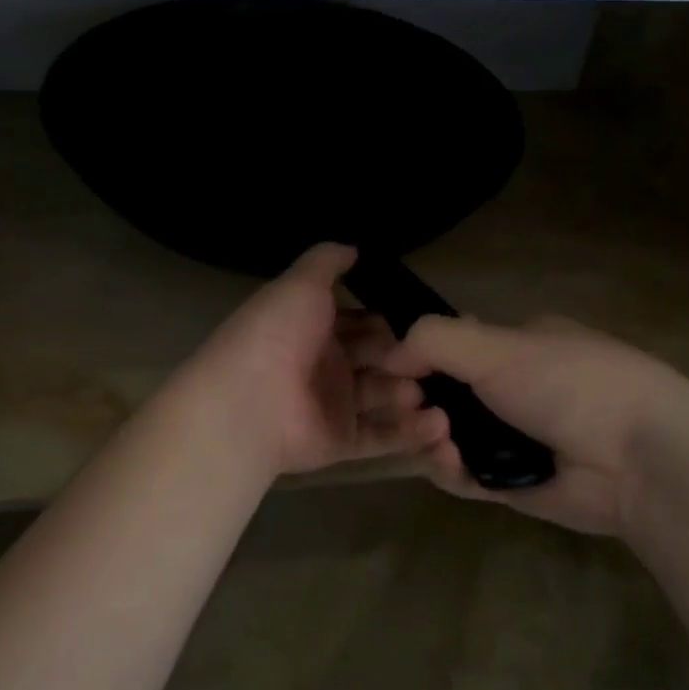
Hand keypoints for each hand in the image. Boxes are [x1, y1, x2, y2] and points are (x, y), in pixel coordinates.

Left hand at [188, 244, 449, 476]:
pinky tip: (440, 426)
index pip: (361, 324)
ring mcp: (333, 406)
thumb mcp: (300, 284)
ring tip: (430, 393)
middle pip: (376, 361)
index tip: (422, 324)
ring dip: (410, 395)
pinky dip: (410, 433)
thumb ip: (326, 262)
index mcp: (314, 329)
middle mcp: (324, 366)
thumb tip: (353, 248)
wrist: (248, 400)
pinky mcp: (340, 442)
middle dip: (405, 360)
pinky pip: (380, 437)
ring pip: (382, 399)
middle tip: (432, 361)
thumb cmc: (277, 334)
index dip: (387, 323)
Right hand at [383, 313, 688, 540]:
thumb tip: (388, 355)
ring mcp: (509, 438)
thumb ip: (434, 341)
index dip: (414, 361)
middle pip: (439, 396)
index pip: (448, 349)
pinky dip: (447, 469)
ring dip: (427, 436)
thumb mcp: (498, 346)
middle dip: (415, 402)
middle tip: (410, 408)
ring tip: (435, 436)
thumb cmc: (569, 383)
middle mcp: (509, 390)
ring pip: (445, 437)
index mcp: (514, 347)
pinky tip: (448, 462)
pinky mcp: (509, 483)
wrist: (638, 458)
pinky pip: (462, 475)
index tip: (394, 373)